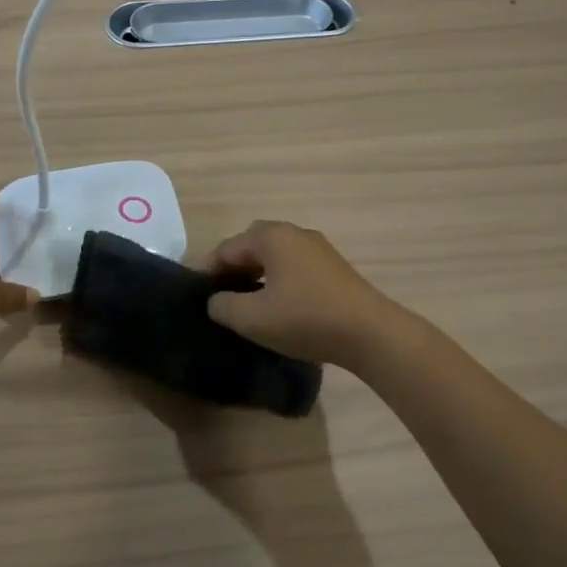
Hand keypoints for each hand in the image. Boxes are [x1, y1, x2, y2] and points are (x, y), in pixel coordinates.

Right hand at [202, 221, 405, 369]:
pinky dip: (278, 279)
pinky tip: (278, 305)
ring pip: (275, 255)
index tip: (196, 294)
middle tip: (220, 295)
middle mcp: (294, 233)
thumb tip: (216, 301)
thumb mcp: (252, 318)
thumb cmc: (305, 319)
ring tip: (247, 302)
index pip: (226, 248)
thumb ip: (222, 306)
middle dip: (233, 267)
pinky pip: (294, 266)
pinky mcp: (334, 267)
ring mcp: (318, 248)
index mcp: (270, 237)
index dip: (208, 271)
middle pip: (251, 245)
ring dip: (256, 274)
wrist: (370, 332)